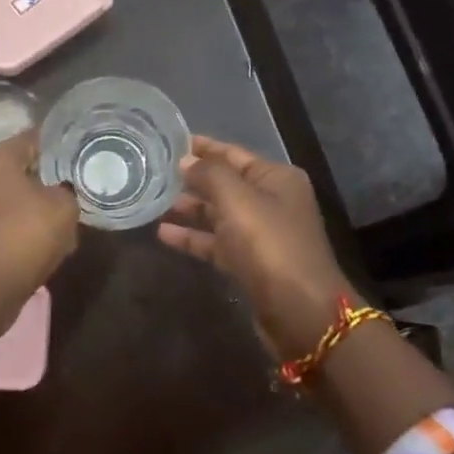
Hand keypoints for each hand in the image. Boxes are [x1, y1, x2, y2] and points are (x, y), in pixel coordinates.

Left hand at [0, 129, 79, 294]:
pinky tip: (31, 246)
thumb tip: (61, 192)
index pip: (30, 140)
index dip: (56, 146)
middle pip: (13, 171)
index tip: (75, 155)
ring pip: (2, 200)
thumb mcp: (64, 208)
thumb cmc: (24, 234)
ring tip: (52, 224)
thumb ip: (67, 192)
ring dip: (24, 208)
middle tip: (66, 192)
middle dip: (39, 181)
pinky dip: (11, 231)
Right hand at [158, 136, 354, 360]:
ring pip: (218, 214)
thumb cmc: (270, 246)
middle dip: (191, 179)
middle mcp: (272, 202)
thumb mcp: (238, 201)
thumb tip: (185, 160)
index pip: (234, 154)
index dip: (203, 147)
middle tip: (153, 173)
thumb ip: (209, 175)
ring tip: (152, 202)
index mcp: (276, 179)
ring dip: (189, 209)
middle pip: (225, 184)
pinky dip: (193, 238)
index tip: (170, 141)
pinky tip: (163, 234)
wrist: (300, 312)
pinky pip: (217, 243)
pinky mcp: (250, 263)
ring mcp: (262, 235)